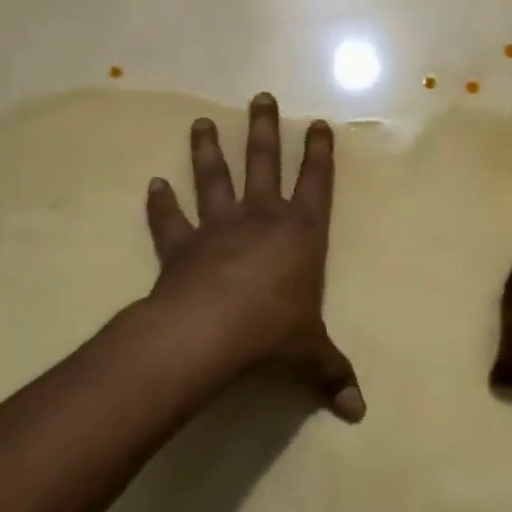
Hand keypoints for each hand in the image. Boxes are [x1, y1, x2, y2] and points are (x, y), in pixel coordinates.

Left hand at [143, 93, 365, 421]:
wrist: (210, 332)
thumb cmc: (272, 332)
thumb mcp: (310, 355)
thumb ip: (332, 375)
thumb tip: (359, 414)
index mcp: (300, 234)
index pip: (316, 183)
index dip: (319, 153)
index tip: (317, 123)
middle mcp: (261, 219)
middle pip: (263, 163)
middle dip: (264, 129)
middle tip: (261, 97)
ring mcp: (218, 228)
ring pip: (214, 179)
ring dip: (207, 151)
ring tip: (200, 123)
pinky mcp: (181, 247)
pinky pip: (169, 221)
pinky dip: (160, 204)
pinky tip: (152, 185)